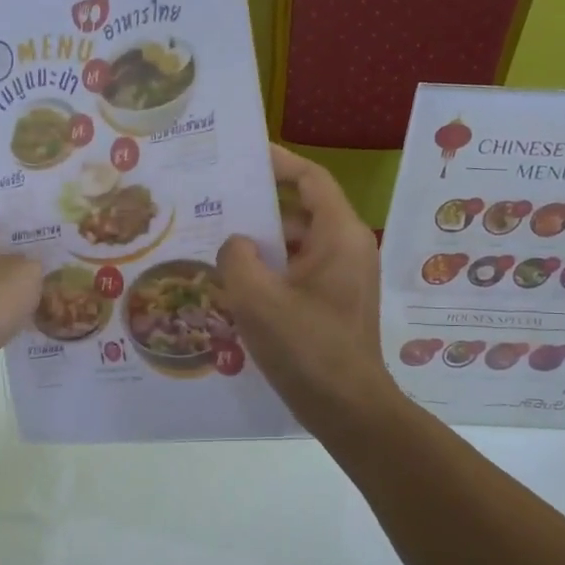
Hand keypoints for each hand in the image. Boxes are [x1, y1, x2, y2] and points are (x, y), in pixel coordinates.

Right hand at [218, 145, 390, 416]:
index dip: (279, 162)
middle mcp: (348, 248)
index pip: (311, 179)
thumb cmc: (306, 347)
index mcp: (339, 235)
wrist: (348, 409)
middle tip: (216, 204)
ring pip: (298, 245)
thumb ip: (237, 257)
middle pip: (301, 211)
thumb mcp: (257, 298)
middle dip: (260, 207)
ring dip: (262, 243)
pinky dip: (273, 270)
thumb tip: (237, 245)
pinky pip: (300, 271)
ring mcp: (344, 278)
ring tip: (218, 244)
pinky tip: (236, 284)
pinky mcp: (335, 303)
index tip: (244, 154)